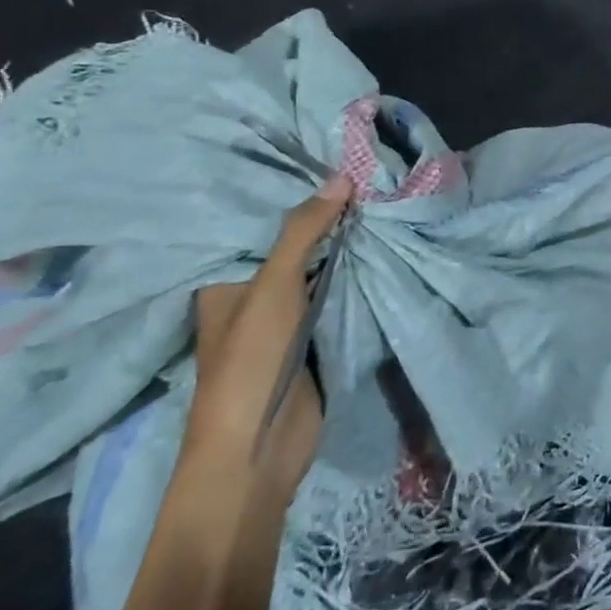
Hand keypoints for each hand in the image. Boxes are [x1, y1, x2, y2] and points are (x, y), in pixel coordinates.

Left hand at [186, 173, 352, 502]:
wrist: (258, 449)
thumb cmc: (249, 362)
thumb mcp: (273, 286)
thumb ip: (304, 232)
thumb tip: (342, 176)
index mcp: (226, 281)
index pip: (260, 226)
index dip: (294, 196)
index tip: (330, 160)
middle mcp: (254, 295)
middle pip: (295, 247)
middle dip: (326, 218)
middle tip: (367, 173)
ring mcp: (287, 318)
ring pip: (320, 270)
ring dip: (345, 246)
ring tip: (382, 198)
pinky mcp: (316, 338)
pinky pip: (338, 296)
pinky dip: (357, 275)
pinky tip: (384, 244)